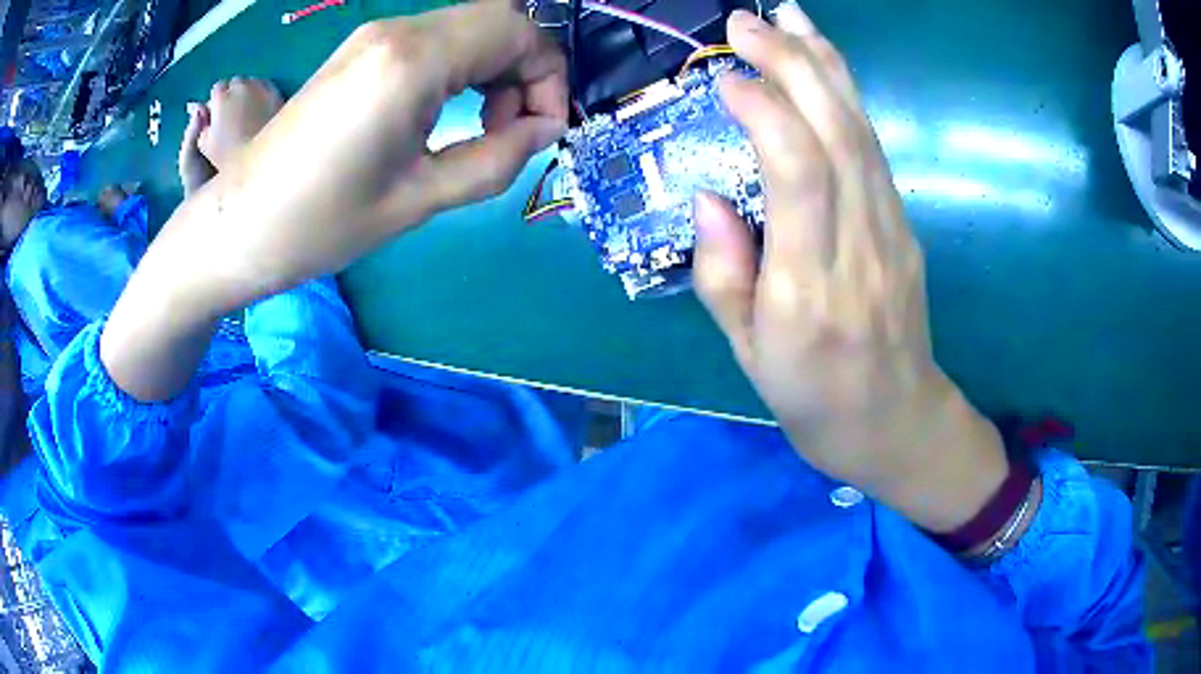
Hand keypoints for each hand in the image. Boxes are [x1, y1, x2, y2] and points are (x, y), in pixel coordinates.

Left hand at [101, 3, 566, 401]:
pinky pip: (436, 41)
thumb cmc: (320, 224)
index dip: (549, 77)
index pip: (519, 32)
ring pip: (469, 28)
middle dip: (527, 71)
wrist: (239, 225)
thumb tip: (544, 129)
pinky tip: (447, 111)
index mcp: (412, 61)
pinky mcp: (361, 51)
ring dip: (495, 69)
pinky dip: (462, 68)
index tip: (543, 131)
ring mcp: (375, 36)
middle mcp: (397, 31)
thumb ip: (497, 159)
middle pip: (499, 21)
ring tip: (482, 126)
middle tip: (513, 129)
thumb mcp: (420, 200)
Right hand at [692, 5, 1006, 531]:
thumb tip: (709, 197)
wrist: (897, 423)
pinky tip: (826, 68)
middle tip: (746, 21)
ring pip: (863, 132)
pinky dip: (848, 97)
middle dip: (794, 63)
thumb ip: (722, 274)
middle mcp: (859, 250)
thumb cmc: (814, 401)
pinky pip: (875, 149)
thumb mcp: (748, 357)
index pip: (798, 175)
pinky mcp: (905, 227)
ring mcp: (892, 234)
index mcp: (810, 292)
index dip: (765, 111)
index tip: (723, 78)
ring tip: (790, 18)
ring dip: (825, 66)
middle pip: (837, 135)